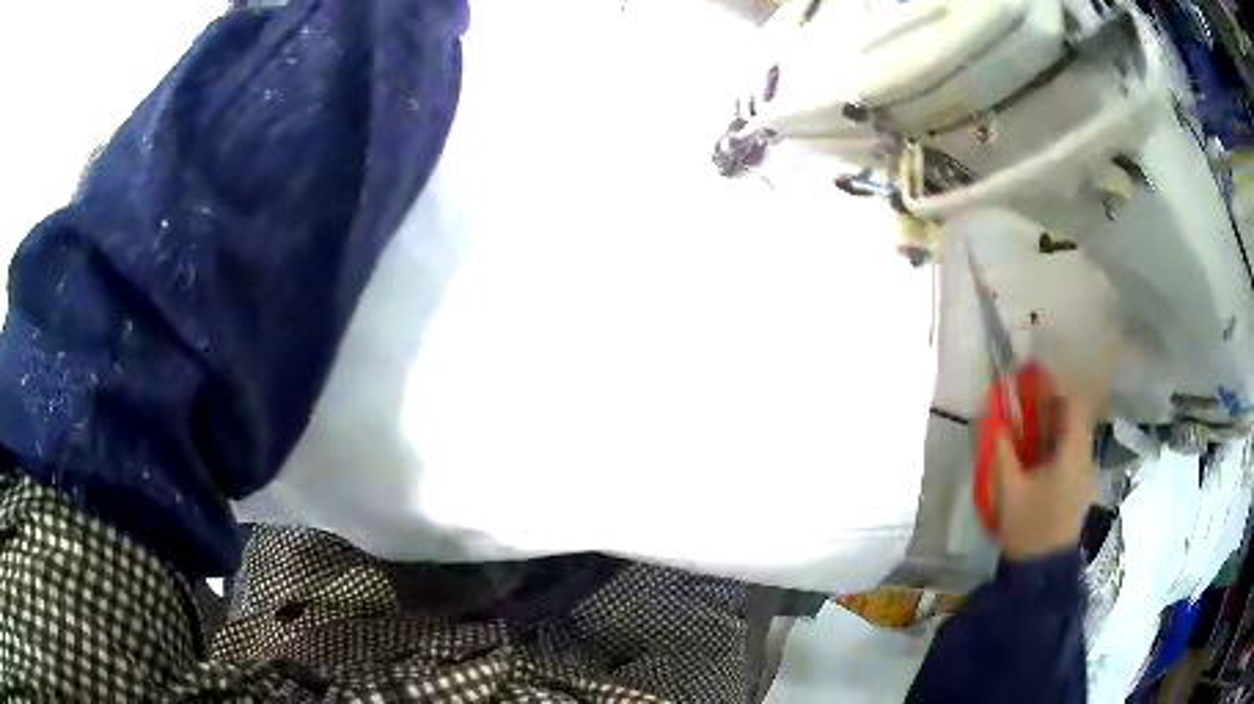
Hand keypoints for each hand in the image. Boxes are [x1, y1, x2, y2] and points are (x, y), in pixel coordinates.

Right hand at [991, 398, 1096, 560]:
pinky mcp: (1077, 488)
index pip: (1074, 403)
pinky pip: (1068, 453)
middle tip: (1021, 405)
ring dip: (1049, 425)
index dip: (1053, 389)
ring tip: (1023, 429)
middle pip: (1073, 417)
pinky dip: (1051, 445)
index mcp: (1072, 454)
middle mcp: (1084, 458)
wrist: (1041, 573)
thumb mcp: (1008, 489)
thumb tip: (989, 414)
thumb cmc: (1028, 527)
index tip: (1030, 388)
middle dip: (1048, 406)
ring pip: (1070, 435)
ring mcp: (1083, 474)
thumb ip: (1000, 449)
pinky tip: (1032, 456)